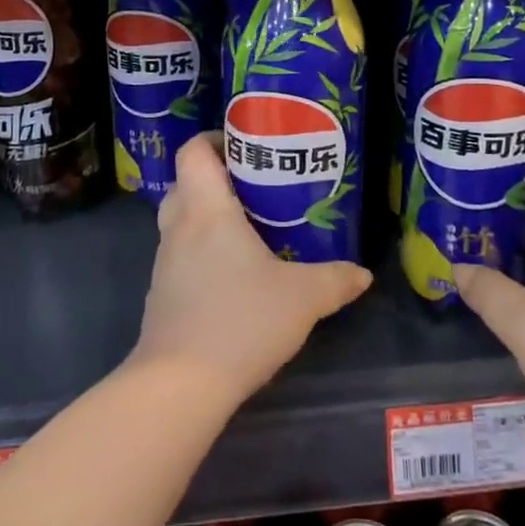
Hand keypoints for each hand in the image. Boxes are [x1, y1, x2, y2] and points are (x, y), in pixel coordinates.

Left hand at [133, 133, 371, 404]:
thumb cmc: (240, 321)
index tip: (247, 145)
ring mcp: (164, 263)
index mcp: (207, 211)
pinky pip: (181, 256)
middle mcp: (179, 228)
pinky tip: (233, 277)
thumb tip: (363, 274)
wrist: (179, 386)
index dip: (214, 139)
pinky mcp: (161, 295)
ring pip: (181, 221)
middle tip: (256, 187)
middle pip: (186, 183)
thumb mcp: (303, 298)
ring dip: (208, 217)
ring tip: (250, 230)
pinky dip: (201, 252)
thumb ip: (336, 280)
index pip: (194, 152)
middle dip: (217, 178)